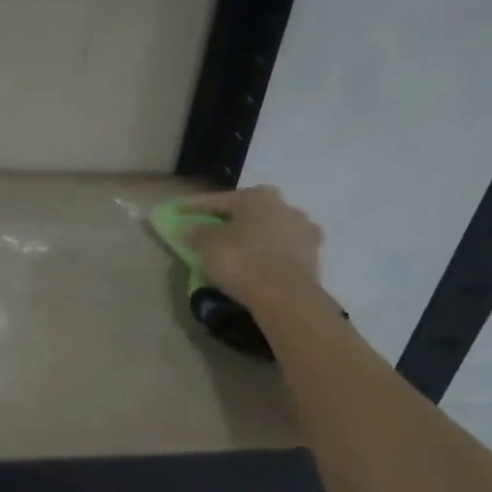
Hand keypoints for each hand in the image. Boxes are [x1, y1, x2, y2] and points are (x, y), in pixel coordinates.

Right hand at [181, 186, 325, 308]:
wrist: (286, 296)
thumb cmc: (242, 262)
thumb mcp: (208, 245)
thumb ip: (197, 232)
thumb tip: (189, 228)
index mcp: (257, 196)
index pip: (217, 200)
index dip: (193, 207)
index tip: (177, 213)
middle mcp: (284, 204)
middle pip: (248, 211)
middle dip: (229, 220)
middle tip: (211, 231)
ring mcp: (303, 228)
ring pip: (268, 229)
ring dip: (253, 236)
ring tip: (238, 250)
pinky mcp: (314, 253)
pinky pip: (283, 249)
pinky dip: (270, 253)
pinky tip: (261, 263)